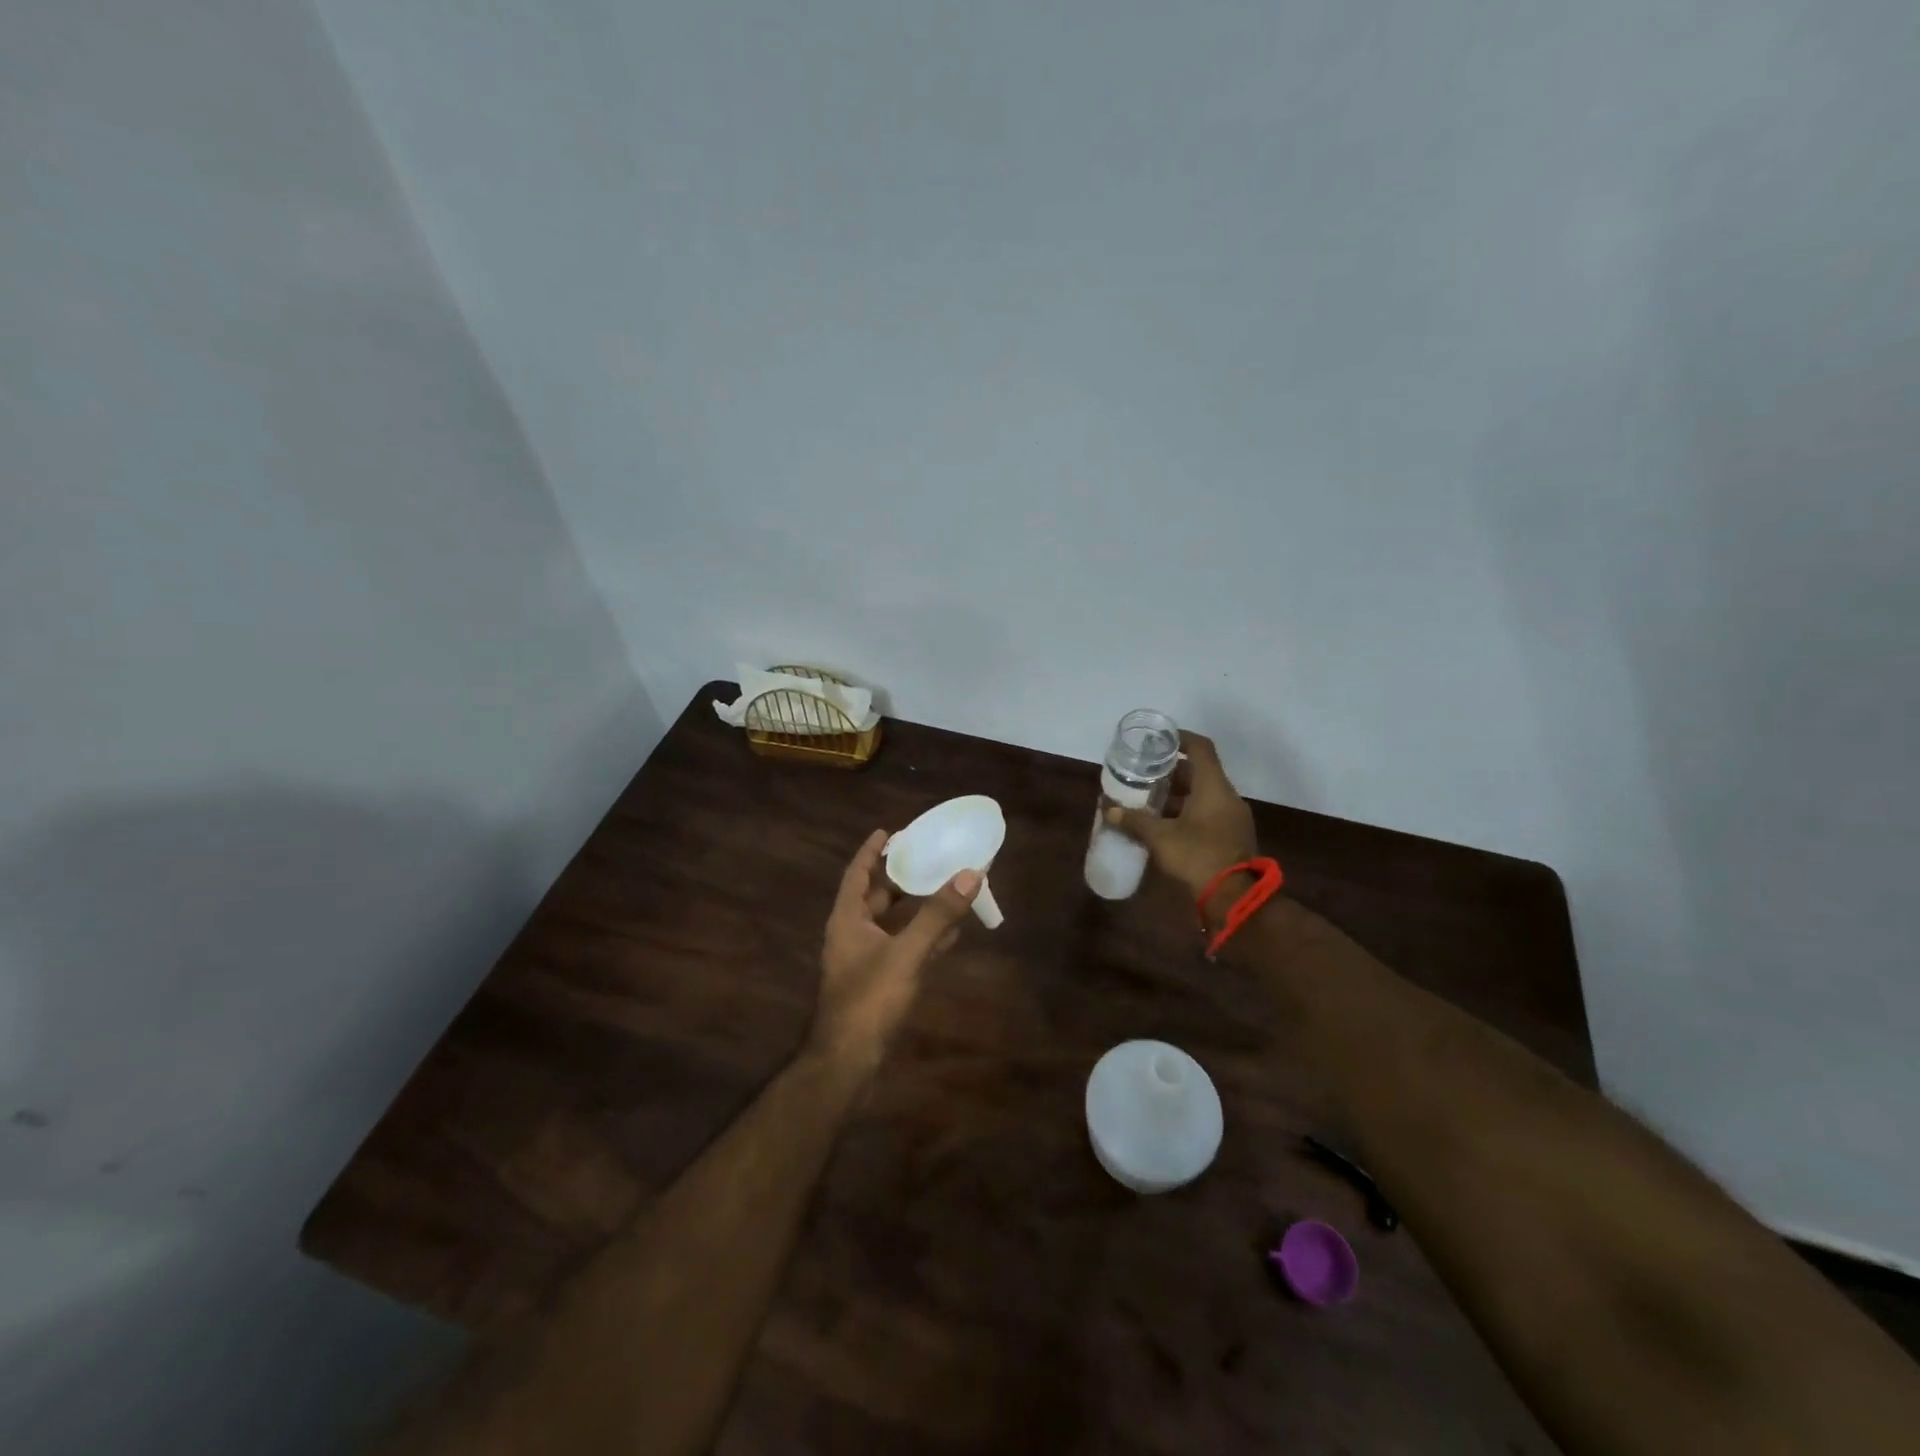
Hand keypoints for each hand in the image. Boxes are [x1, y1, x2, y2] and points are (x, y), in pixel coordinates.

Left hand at [812, 828, 980, 1074]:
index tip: (889, 831)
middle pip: (875, 896)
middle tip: (925, 855)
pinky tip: (950, 933)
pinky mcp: (878, 983)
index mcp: (847, 919)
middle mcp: (852, 935)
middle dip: (898, 876)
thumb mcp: (906, 953)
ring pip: (891, 923)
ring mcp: (864, 961)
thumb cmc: (869, 1000)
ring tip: (943, 886)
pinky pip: (902, 948)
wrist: (848, 1062)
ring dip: (915, 906)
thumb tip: (970, 874)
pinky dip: (923, 936)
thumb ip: (937, 915)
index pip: (857, 873)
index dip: (871, 851)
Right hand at [1104, 731, 1258, 899]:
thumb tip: (1108, 810)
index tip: (1158, 740)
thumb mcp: (1160, 837)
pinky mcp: (1230, 836)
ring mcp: (1231, 818)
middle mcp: (1227, 797)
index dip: (1180, 738)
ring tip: (1147, 799)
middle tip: (1144, 773)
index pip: (1201, 748)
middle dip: (1171, 772)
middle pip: (1199, 773)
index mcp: (1214, 787)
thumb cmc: (1198, 856)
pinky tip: (1163, 824)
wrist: (1234, 897)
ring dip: (1177, 795)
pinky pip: (1207, 813)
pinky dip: (1186, 812)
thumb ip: (1134, 821)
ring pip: (1202, 795)